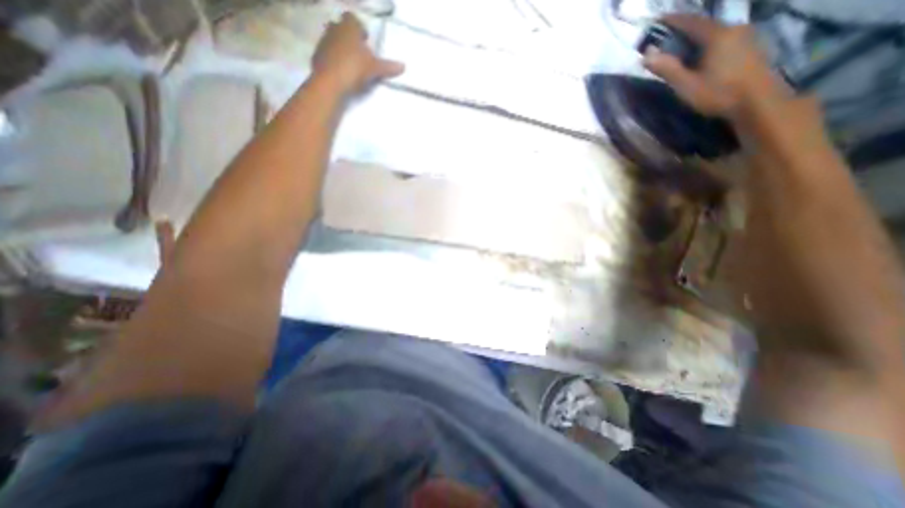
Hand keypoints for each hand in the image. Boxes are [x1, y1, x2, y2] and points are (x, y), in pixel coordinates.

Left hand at [316, 11, 405, 95]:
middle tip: (359, 53)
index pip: (353, 19)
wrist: (330, 81)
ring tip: (350, 64)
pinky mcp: (317, 55)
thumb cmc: (355, 68)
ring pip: (333, 39)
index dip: (360, 29)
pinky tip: (340, 72)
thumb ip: (388, 67)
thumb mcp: (375, 69)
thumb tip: (404, 66)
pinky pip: (327, 53)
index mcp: (349, 27)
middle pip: (341, 27)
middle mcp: (334, 29)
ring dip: (341, 48)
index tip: (366, 41)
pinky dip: (333, 59)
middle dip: (349, 37)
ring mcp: (323, 41)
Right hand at [643, 14, 784, 118]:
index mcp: (716, 36)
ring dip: (694, 38)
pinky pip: (722, 39)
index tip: (656, 21)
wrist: (758, 101)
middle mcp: (733, 29)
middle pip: (703, 25)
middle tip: (664, 38)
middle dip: (682, 30)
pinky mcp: (749, 46)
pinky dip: (706, 43)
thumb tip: (646, 55)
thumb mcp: (686, 85)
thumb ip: (667, 68)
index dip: (672, 20)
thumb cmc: (718, 93)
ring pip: (713, 32)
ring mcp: (744, 36)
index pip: (690, 21)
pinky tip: (699, 55)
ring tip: (679, 48)